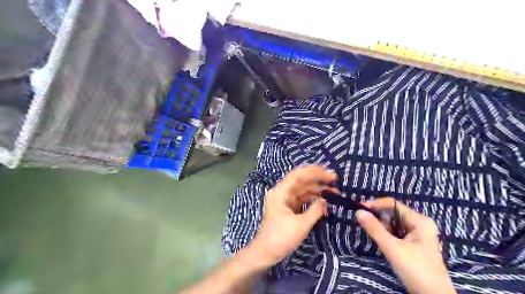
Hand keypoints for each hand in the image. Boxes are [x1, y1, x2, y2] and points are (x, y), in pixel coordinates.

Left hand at [249, 166, 337, 267]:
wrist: (266, 252)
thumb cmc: (281, 238)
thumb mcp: (301, 225)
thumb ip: (316, 210)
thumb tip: (326, 201)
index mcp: (280, 192)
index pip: (297, 175)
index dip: (313, 171)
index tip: (328, 171)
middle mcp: (281, 192)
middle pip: (301, 180)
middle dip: (317, 179)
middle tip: (335, 179)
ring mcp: (284, 200)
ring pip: (302, 189)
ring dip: (317, 189)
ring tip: (333, 191)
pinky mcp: (288, 207)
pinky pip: (301, 198)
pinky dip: (312, 198)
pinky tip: (324, 200)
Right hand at [357, 198, 455, 293]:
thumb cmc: (416, 270)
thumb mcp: (392, 248)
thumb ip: (374, 229)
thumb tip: (358, 212)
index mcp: (419, 220)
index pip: (392, 204)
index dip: (375, 205)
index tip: (359, 210)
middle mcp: (420, 223)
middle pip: (393, 213)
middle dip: (379, 219)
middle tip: (367, 227)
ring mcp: (418, 234)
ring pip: (393, 223)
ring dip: (383, 228)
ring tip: (379, 239)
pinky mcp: (415, 243)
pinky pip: (397, 232)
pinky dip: (388, 235)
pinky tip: (385, 244)